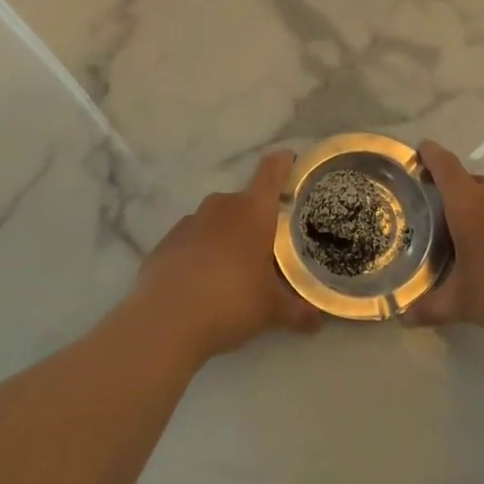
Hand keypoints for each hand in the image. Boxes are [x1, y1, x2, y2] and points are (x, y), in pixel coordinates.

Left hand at [129, 150, 322, 364]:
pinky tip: (202, 284)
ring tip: (233, 271)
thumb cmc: (231, 301)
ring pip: (216, 221)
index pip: (272, 170)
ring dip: (226, 237)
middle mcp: (221, 206)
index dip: (283, 163)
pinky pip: (192, 241)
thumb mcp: (272, 310)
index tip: (291, 162)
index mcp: (253, 211)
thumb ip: (298, 311)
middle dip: (256, 220)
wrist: (165, 321)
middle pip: (244, 202)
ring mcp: (189, 222)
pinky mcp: (165, 242)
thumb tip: (318, 321)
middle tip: (267, 248)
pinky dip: (200, 254)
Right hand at [404, 140, 483, 346]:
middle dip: (450, 191)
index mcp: (469, 202)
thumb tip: (403, 318)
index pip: (445, 166)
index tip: (419, 149)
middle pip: (468, 181)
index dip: (430, 155)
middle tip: (431, 212)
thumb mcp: (461, 303)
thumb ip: (430, 307)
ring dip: (476, 209)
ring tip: (461, 234)